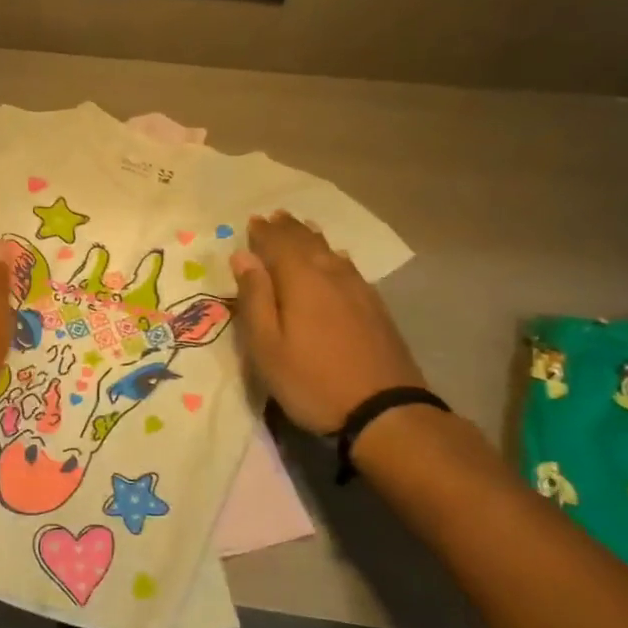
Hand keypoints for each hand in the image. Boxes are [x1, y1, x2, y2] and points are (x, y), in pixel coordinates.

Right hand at [231, 211, 426, 434]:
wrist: (384, 411)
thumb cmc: (311, 380)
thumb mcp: (267, 345)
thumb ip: (255, 298)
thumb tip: (243, 257)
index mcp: (301, 281)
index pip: (278, 244)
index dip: (263, 233)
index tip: (251, 221)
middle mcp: (331, 276)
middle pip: (307, 243)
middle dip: (288, 229)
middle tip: (274, 216)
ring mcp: (359, 291)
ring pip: (331, 253)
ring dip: (312, 238)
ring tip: (301, 228)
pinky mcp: (376, 308)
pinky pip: (349, 268)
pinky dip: (334, 256)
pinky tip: (337, 259)